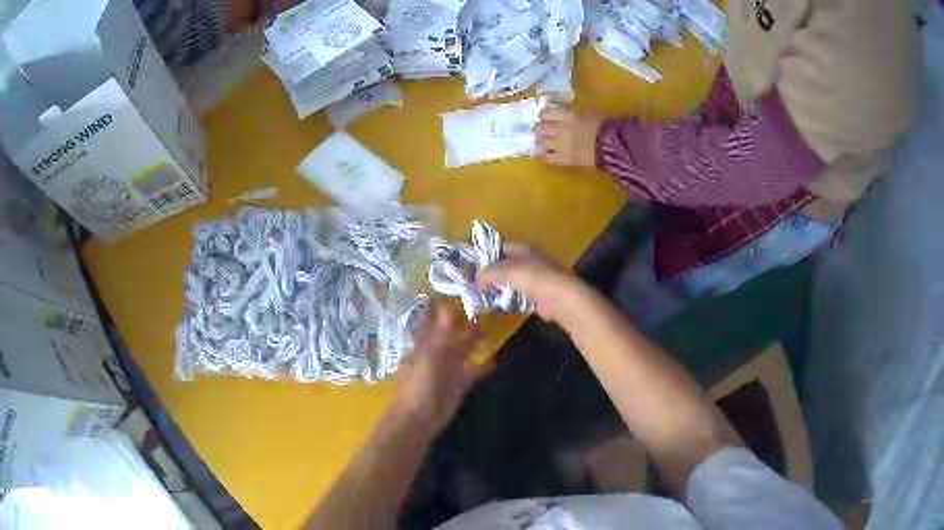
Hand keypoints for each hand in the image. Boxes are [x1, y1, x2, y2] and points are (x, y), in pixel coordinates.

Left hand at [393, 302, 489, 432]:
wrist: (419, 418)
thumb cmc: (420, 384)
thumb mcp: (430, 355)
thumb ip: (441, 333)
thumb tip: (446, 306)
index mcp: (423, 345)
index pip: (434, 322)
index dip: (445, 311)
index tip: (461, 297)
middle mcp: (435, 354)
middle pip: (450, 336)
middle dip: (463, 325)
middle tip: (482, 310)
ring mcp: (447, 370)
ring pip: (462, 352)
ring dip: (474, 343)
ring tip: (491, 331)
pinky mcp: (459, 385)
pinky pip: (472, 372)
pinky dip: (483, 366)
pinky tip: (495, 360)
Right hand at [476, 244, 583, 321]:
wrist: (561, 298)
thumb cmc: (534, 278)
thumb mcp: (506, 271)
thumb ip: (489, 273)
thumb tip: (476, 278)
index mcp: (524, 249)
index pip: (501, 247)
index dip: (487, 255)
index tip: (474, 267)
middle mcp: (530, 261)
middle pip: (506, 265)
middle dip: (492, 274)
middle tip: (477, 285)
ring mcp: (536, 278)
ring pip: (512, 282)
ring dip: (500, 289)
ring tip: (484, 297)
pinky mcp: (539, 295)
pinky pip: (519, 296)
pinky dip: (510, 300)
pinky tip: (499, 306)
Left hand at [536, 106, 605, 167]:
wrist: (615, 147)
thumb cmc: (605, 126)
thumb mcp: (589, 111)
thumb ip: (573, 111)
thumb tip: (562, 110)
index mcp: (568, 116)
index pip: (545, 112)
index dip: (544, 114)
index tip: (547, 115)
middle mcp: (561, 130)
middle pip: (541, 127)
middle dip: (541, 128)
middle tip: (545, 129)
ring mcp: (561, 146)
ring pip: (542, 142)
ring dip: (543, 140)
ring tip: (547, 141)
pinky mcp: (565, 160)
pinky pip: (548, 158)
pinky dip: (546, 155)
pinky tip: (549, 153)